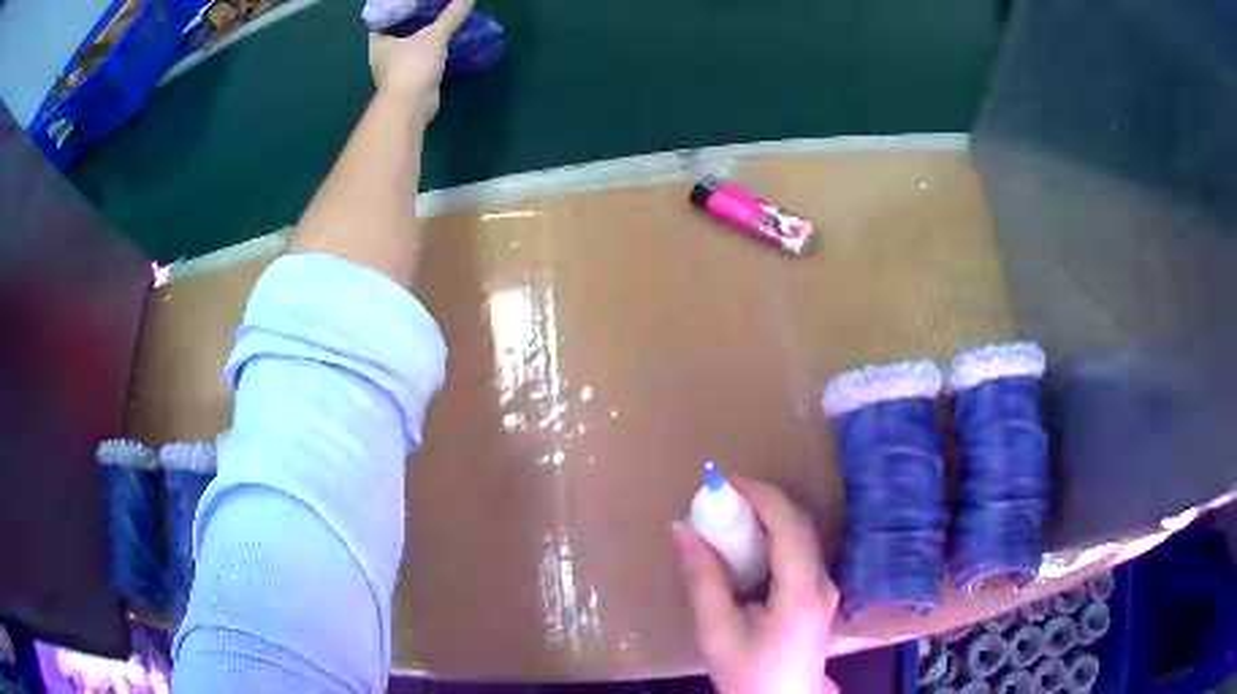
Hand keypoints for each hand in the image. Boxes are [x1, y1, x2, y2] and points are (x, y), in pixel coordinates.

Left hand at [367, 0, 473, 123]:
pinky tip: (442, 46)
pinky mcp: (408, 83)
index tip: (410, 3)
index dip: (394, 10)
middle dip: (409, 23)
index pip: (382, 20)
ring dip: (420, 40)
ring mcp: (394, 71)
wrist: (411, 106)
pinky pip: (418, 61)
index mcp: (378, 43)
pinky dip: (428, 54)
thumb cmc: (412, 66)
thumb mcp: (434, 36)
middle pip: (395, 34)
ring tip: (438, 24)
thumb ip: (451, 16)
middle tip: (428, 10)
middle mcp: (381, 57)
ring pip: (407, 49)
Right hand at [672, 477, 838, 693]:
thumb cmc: (748, 673)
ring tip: (733, 515)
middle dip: (763, 502)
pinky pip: (801, 554)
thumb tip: (682, 529)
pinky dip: (775, 538)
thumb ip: (702, 579)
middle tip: (724, 497)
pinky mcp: (820, 597)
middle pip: (800, 526)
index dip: (761, 496)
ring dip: (770, 518)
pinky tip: (750, 547)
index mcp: (802, 591)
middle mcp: (823, 582)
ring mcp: (826, 590)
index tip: (726, 482)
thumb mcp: (717, 631)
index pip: (789, 526)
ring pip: (803, 538)